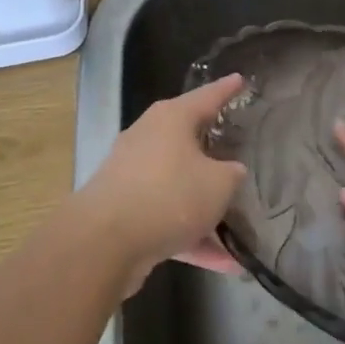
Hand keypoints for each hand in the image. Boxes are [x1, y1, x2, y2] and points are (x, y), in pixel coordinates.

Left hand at [79, 74, 249, 290]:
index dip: (227, 89)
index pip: (207, 96)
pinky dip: (192, 236)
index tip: (240, 80)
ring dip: (205, 205)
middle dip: (213, 147)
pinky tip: (223, 264)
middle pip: (188, 138)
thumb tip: (231, 172)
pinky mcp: (125, 211)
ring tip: (238, 224)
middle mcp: (149, 138)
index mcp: (171, 119)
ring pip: (179, 184)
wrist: (104, 242)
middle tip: (238, 146)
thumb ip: (231, 175)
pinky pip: (167, 217)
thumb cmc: (169, 195)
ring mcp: (133, 175)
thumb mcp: (218, 183)